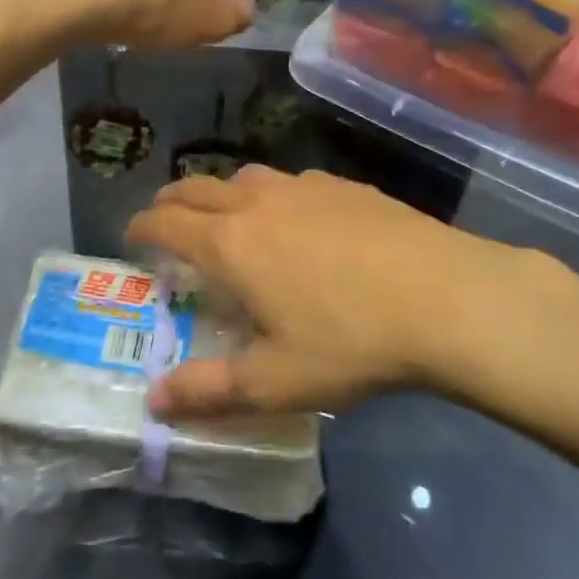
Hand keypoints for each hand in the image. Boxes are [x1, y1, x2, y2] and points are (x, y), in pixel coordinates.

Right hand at [125, 165, 554, 417]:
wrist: (446, 297)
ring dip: (221, 194)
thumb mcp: (275, 381)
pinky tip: (296, 222)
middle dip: (171, 202)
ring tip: (227, 220)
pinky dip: (270, 195)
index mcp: (230, 244)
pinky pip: (289, 182)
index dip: (141, 227)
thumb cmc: (351, 342)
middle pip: (197, 188)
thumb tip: (153, 401)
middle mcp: (257, 203)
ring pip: (243, 178)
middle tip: (166, 222)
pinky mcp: (343, 186)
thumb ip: (208, 390)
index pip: (165, 222)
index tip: (132, 238)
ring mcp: (303, 187)